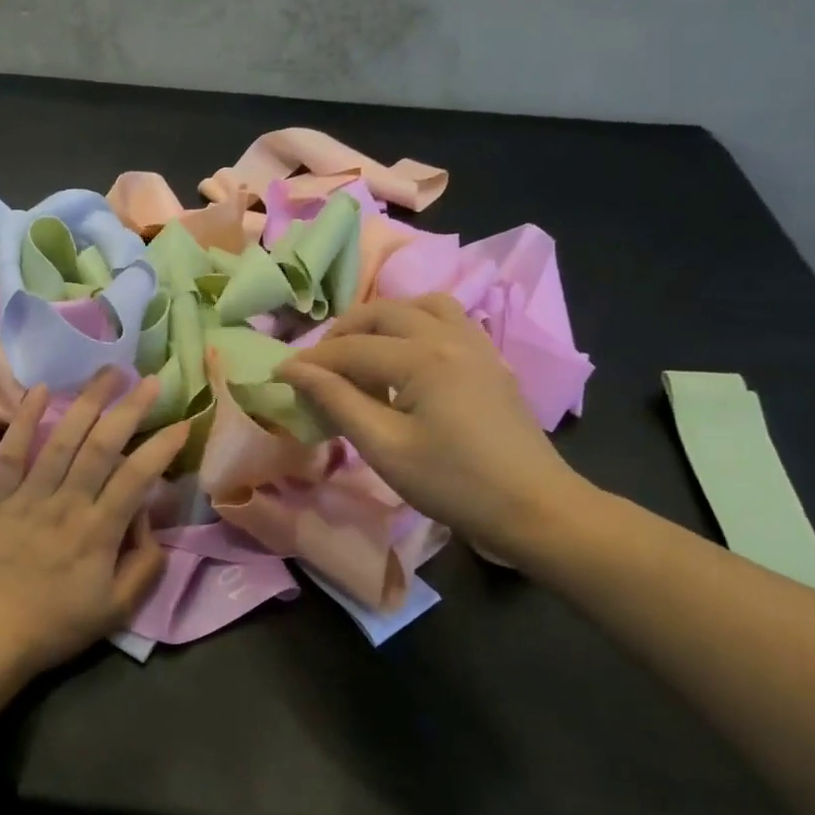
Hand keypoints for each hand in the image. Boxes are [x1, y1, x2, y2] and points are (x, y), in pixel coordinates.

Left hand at [0, 369, 191, 676]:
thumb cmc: (53, 627)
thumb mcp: (116, 610)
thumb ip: (144, 566)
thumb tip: (148, 522)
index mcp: (98, 531)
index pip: (136, 477)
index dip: (162, 447)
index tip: (182, 422)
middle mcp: (66, 503)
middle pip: (102, 446)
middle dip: (129, 409)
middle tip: (150, 380)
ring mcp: (26, 496)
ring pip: (61, 439)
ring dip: (86, 402)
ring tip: (107, 373)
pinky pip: (10, 452)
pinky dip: (23, 419)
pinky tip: (40, 390)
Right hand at [275, 295, 596, 566]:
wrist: (534, 508)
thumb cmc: (454, 484)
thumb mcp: (385, 447)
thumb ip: (338, 401)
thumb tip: (294, 371)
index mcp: (422, 357)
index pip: (352, 348)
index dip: (311, 361)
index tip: (279, 375)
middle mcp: (450, 337)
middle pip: (384, 313)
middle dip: (343, 333)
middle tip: (318, 365)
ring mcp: (476, 344)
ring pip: (421, 306)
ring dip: (383, 320)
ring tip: (362, 350)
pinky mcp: (490, 360)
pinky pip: (449, 320)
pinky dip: (417, 324)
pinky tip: (407, 356)